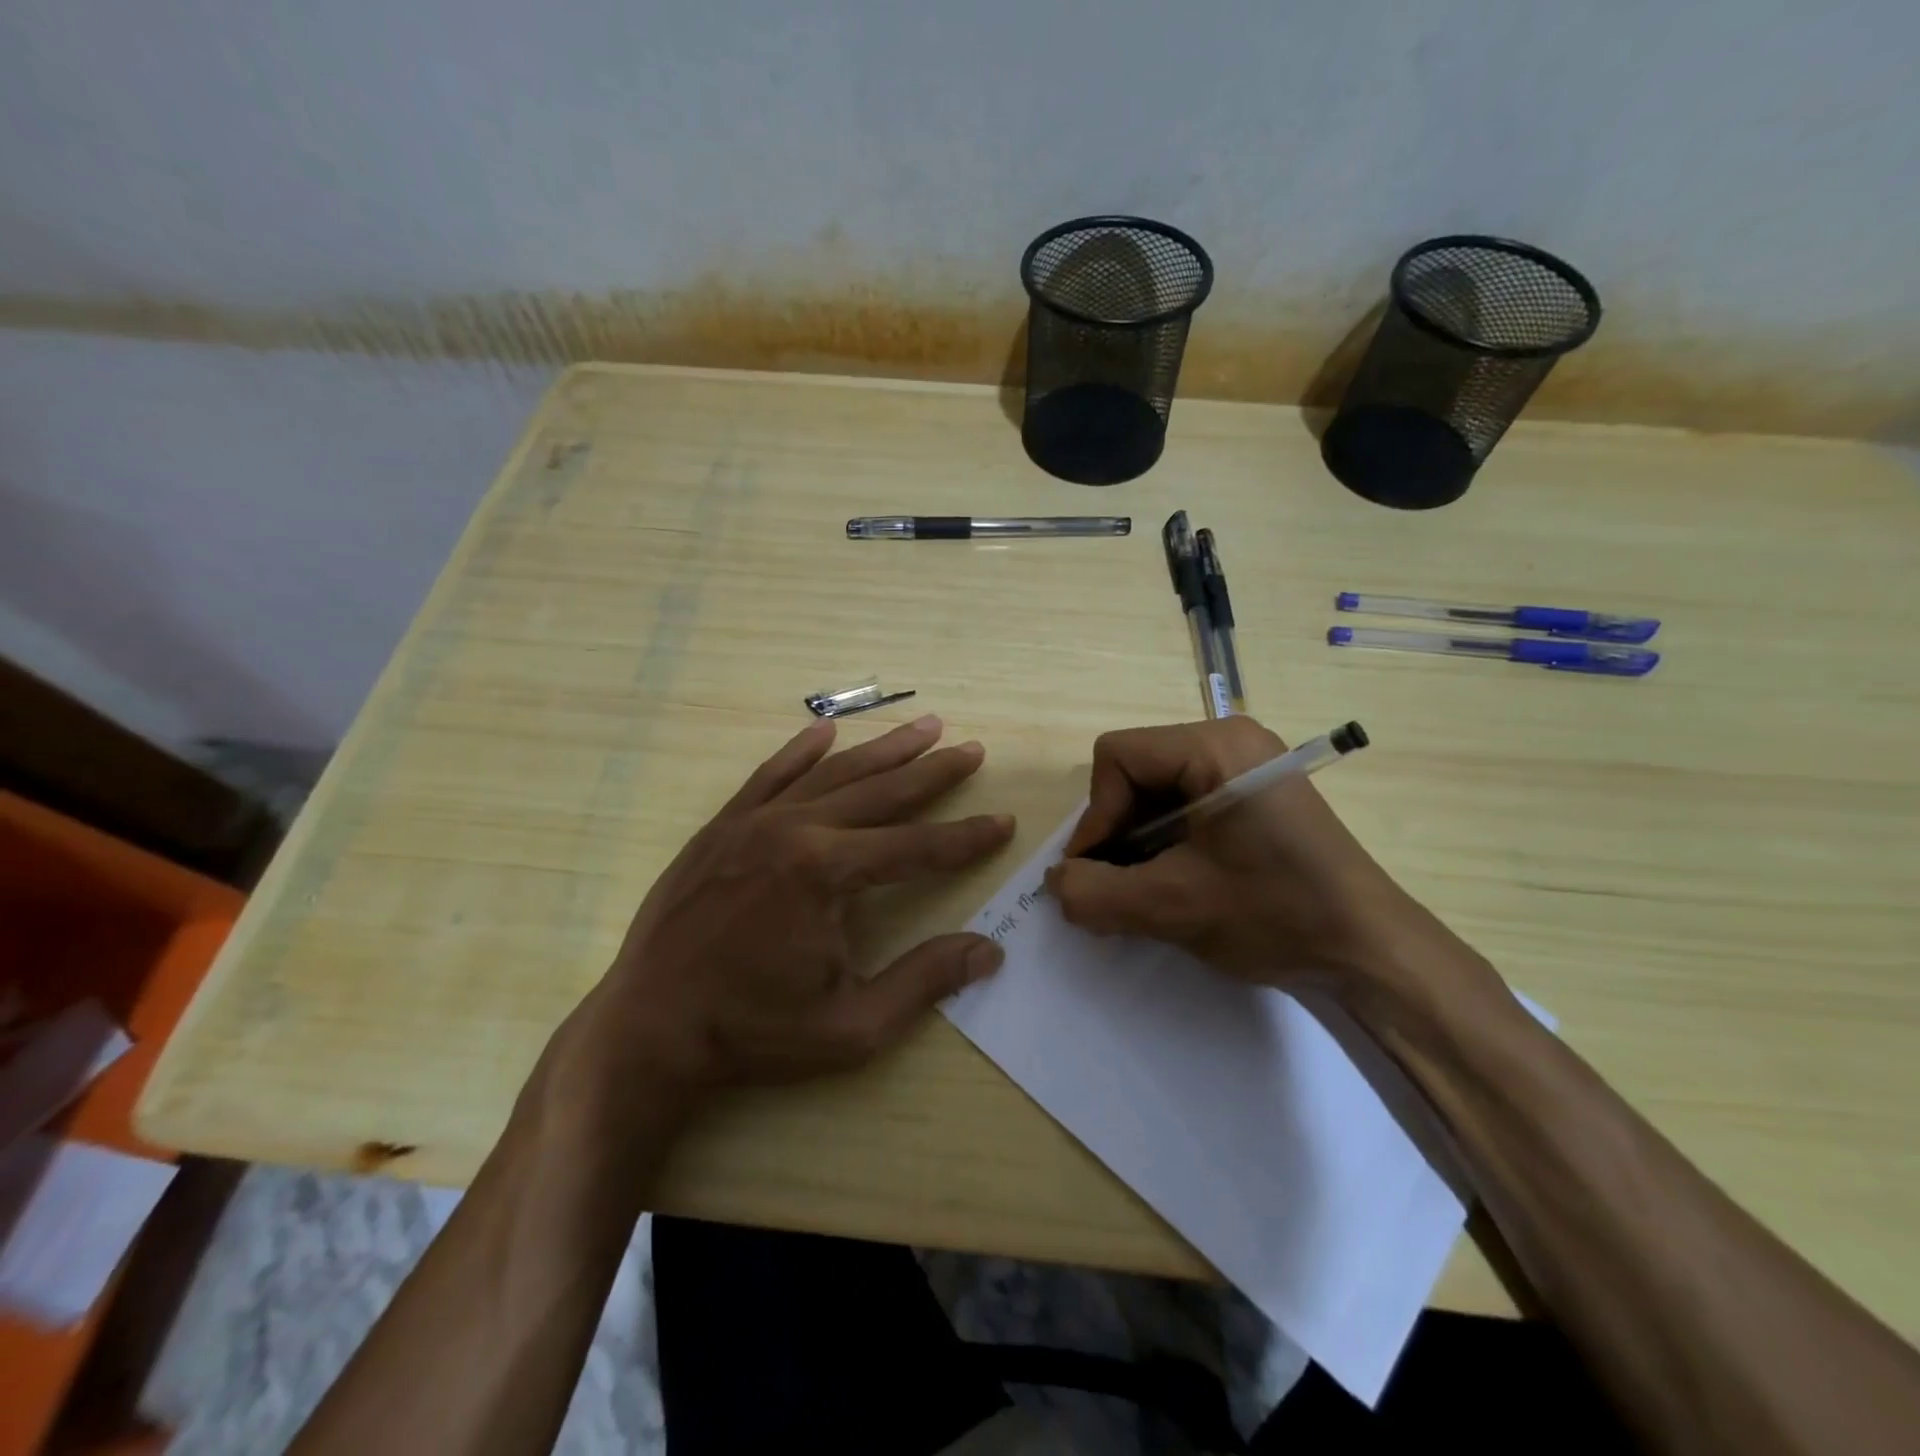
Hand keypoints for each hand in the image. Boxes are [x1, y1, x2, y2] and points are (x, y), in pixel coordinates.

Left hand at [557, 715, 1014, 1121]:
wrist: (648, 1028)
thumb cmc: (754, 1032)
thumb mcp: (852, 1025)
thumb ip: (924, 981)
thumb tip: (989, 951)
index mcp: (826, 873)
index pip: (916, 847)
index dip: (965, 837)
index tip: (1002, 822)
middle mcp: (794, 830)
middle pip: (881, 792)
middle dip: (933, 772)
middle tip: (972, 750)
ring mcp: (753, 822)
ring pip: (833, 773)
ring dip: (883, 750)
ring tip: (924, 727)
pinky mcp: (721, 827)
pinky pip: (769, 775)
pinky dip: (801, 751)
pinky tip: (826, 730)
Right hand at [1044, 717, 1469, 1001]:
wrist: (1371, 951)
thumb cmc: (1275, 915)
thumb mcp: (1171, 907)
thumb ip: (1096, 893)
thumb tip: (1056, 883)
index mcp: (1215, 746)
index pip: (1117, 757)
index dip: (1095, 816)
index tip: (1098, 872)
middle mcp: (1230, 739)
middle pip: (1135, 770)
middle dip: (1117, 830)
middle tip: (1118, 886)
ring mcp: (1247, 764)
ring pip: (1156, 789)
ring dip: (1138, 841)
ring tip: (1144, 890)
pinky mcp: (1255, 793)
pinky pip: (1186, 802)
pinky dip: (1165, 841)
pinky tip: (1175, 881)